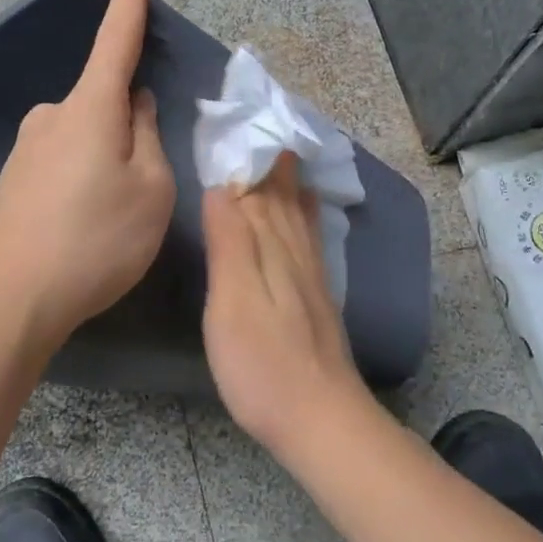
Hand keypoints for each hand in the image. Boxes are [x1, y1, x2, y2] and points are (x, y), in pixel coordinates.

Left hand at [0, 0, 175, 357]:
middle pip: (105, 102)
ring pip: (86, 135)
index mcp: (89, 108)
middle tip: (144, 184)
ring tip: (113, 216)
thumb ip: (148, 138)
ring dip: (108, 158)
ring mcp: (26, 147)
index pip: (115, 40)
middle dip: (131, 125)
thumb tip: (137, 106)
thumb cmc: (94, 241)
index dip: (129, 2)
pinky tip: (83, 224)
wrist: (7, 300)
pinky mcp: (13, 178)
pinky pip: (63, 161)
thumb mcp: (149, 191)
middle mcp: (51, 115)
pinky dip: (84, 178)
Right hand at [201, 154, 372, 454]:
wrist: (319, 417)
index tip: (233, 124)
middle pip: (280, 196)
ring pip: (298, 213)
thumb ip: (230, 242)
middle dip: (268, 162)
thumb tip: (223, 187)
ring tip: (285, 152)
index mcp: (270, 246)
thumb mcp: (232, 301)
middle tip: (259, 127)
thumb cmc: (262, 363)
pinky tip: (310, 206)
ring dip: (288, 182)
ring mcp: (311, 274)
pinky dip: (307, 213)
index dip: (244, 158)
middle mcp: (295, 250)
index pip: (255, 190)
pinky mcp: (317, 296)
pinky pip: (311, 236)